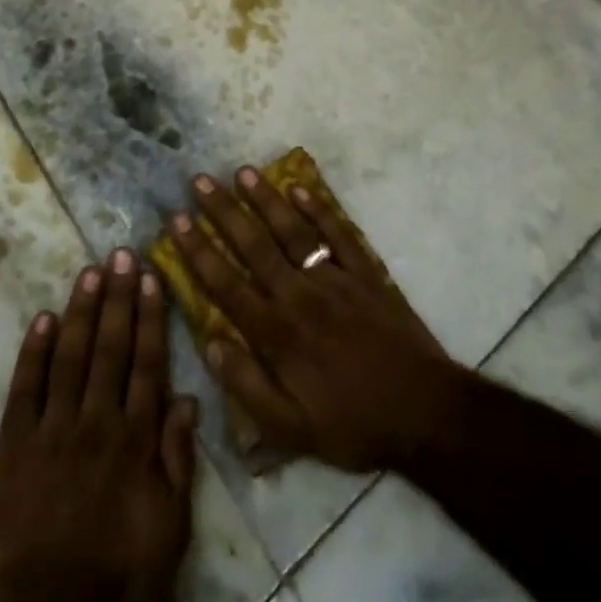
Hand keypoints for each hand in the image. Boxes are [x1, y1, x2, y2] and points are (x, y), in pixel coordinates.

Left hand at [0, 250, 196, 601]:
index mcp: (134, 441)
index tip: (151, 277)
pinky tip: (43, 318)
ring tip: (90, 271)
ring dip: (81, 310)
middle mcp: (96, 422)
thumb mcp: (170, 533)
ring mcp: (52, 430)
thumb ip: (178, 463)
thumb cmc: (115, 578)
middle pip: (110, 348)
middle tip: (122, 254)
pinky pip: (24, 389)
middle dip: (118, 297)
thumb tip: (186, 399)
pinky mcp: (13, 445)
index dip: (150, 318)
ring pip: (70, 356)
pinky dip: (33, 352)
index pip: (146, 364)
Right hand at [169, 168, 461, 472]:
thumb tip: (211, 344)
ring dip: (266, 200)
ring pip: (292, 231)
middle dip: (223, 212)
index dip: (198, 251)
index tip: (176, 220)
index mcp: (277, 333)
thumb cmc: (353, 424)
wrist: (424, 412)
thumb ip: (247, 386)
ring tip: (243, 171)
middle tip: (199, 181)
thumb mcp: (292, 429)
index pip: (226, 284)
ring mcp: (334, 278)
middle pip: (254, 246)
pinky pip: (338, 234)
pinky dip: (319, 209)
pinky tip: (300, 188)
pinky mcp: (365, 273)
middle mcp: (299, 295)